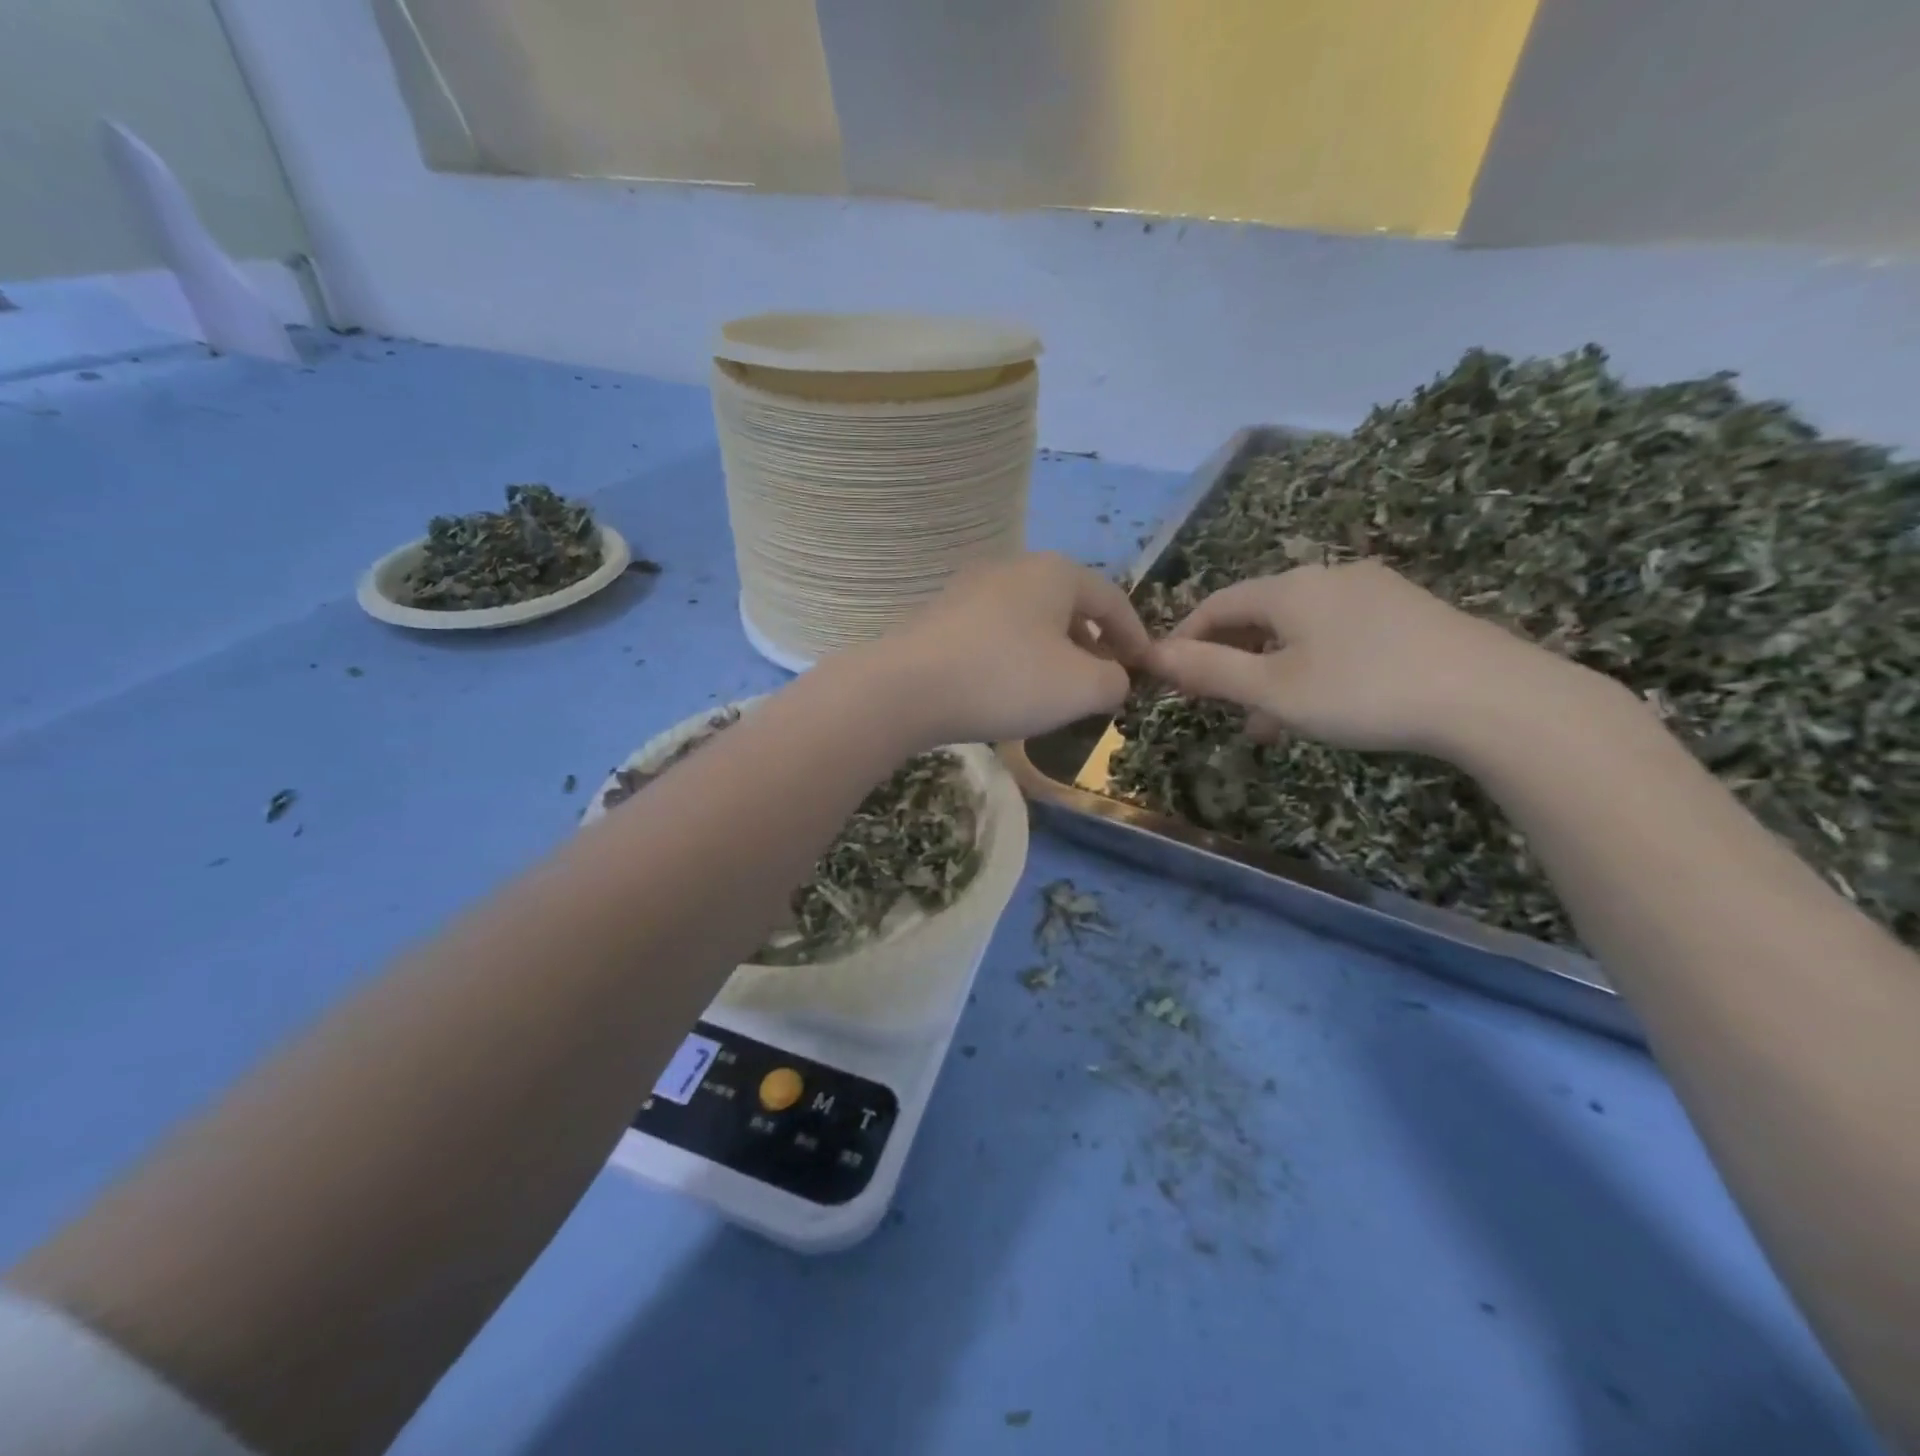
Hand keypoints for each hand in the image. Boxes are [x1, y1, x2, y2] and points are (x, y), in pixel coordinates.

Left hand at [859, 552, 1151, 744]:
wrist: (906, 688)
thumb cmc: (1006, 680)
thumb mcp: (1082, 688)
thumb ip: (1115, 681)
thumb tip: (1114, 677)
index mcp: (1055, 573)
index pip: (1112, 599)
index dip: (1135, 635)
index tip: (1145, 668)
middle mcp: (1013, 568)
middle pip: (1069, 605)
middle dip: (1092, 643)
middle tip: (1101, 681)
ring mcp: (970, 589)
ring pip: (1030, 619)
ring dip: (1053, 651)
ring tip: (1057, 689)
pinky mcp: (941, 616)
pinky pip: (995, 632)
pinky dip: (1015, 656)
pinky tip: (1009, 687)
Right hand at [1148, 561, 1570, 755]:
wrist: (1491, 697)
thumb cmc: (1363, 691)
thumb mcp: (1273, 689)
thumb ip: (1210, 671)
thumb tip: (1154, 655)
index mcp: (1290, 588)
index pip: (1217, 604)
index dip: (1186, 638)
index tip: (1168, 674)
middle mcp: (1328, 577)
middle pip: (1258, 615)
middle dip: (1230, 660)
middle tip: (1214, 703)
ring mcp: (1375, 592)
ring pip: (1299, 631)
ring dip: (1270, 672)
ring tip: (1264, 724)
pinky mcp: (1410, 614)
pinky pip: (1338, 637)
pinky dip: (1311, 668)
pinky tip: (1319, 707)